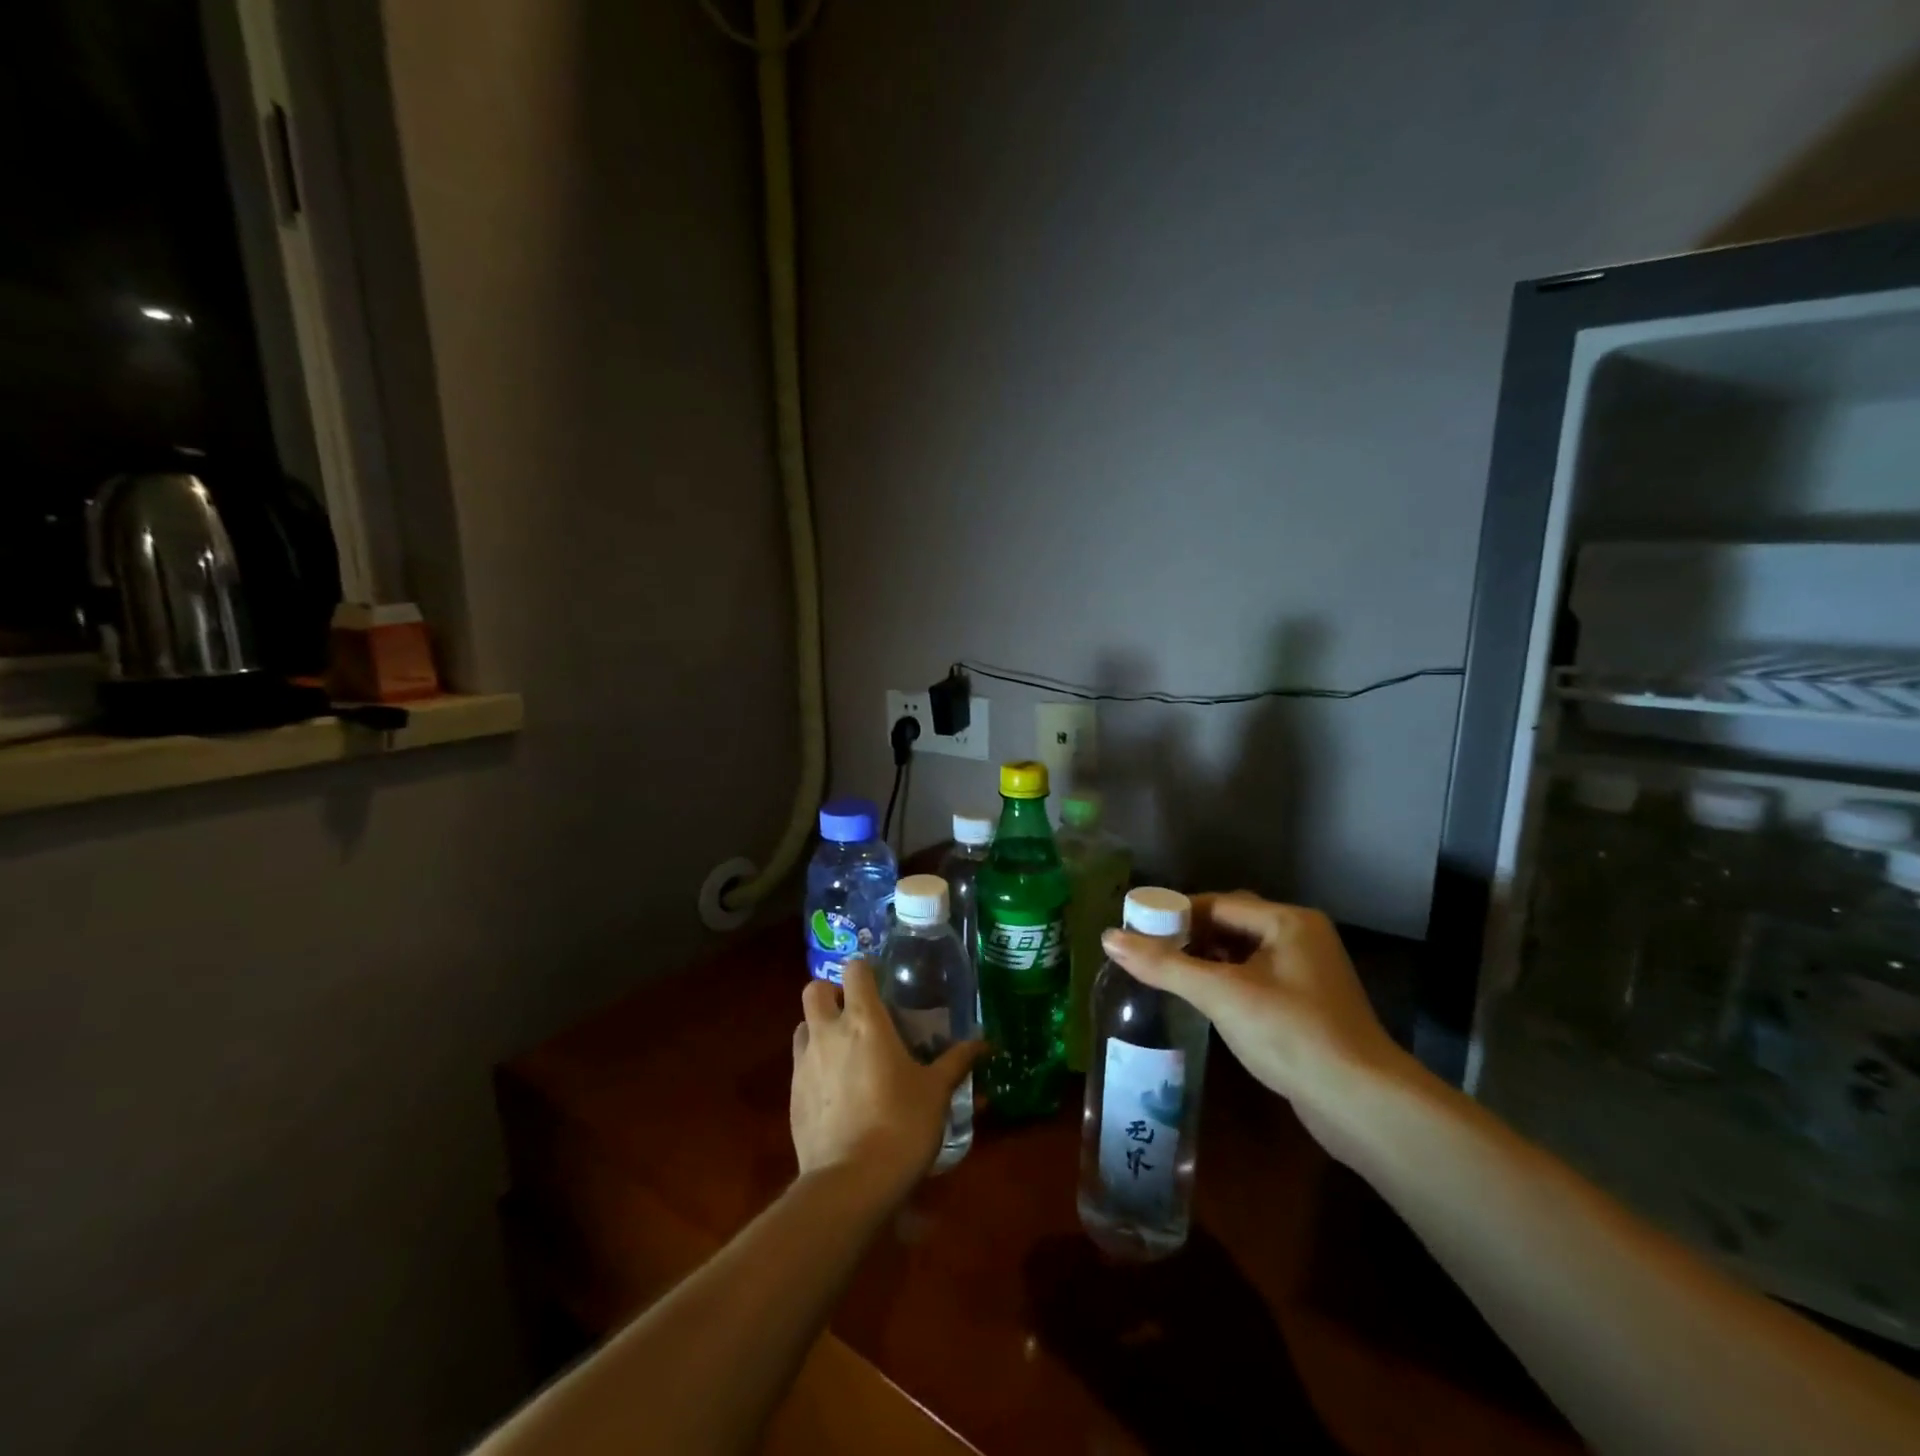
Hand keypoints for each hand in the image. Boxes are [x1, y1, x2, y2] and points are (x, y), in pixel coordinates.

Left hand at [789, 959, 983, 1198]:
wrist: (851, 1184)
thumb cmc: (901, 1125)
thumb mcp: (936, 1092)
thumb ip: (957, 1061)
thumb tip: (985, 1043)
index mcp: (865, 1021)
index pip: (854, 969)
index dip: (865, 970)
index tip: (881, 984)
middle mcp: (828, 1033)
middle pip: (815, 990)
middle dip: (832, 994)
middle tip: (856, 1013)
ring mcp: (804, 1064)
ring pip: (802, 1026)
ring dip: (819, 1029)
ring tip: (844, 1051)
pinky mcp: (791, 1097)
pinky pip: (798, 1065)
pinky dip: (813, 1066)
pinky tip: (836, 1092)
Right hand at [1101, 891, 1420, 1152]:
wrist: (1360, 1104)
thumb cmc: (1290, 1033)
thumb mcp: (1220, 994)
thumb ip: (1163, 965)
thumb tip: (1108, 937)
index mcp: (1287, 920)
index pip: (1218, 904)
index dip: (1174, 914)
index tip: (1137, 929)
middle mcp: (1300, 937)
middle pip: (1231, 925)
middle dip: (1189, 938)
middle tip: (1147, 953)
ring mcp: (1307, 973)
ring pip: (1243, 954)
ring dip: (1206, 962)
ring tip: (1164, 974)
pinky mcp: (1307, 1006)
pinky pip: (1255, 979)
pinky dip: (1226, 983)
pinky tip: (1201, 1001)